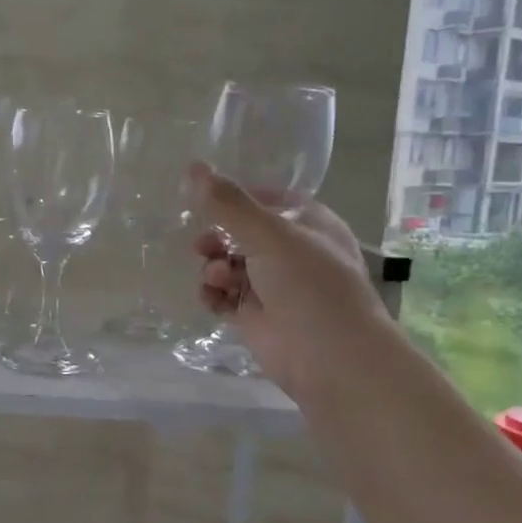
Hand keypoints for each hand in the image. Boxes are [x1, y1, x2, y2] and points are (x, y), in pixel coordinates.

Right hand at [187, 162, 382, 396]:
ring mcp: (272, 285)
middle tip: (202, 247)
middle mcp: (291, 251)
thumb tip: (192, 167)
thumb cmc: (309, 285)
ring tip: (217, 280)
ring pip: (229, 264)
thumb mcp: (269, 234)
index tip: (206, 202)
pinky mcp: (256, 315)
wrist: (329, 356)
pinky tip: (212, 298)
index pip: (266, 199)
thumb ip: (228, 204)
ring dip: (214, 268)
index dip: (236, 200)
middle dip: (217, 238)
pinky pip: (223, 295)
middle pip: (241, 232)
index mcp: (308, 223)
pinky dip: (213, 294)